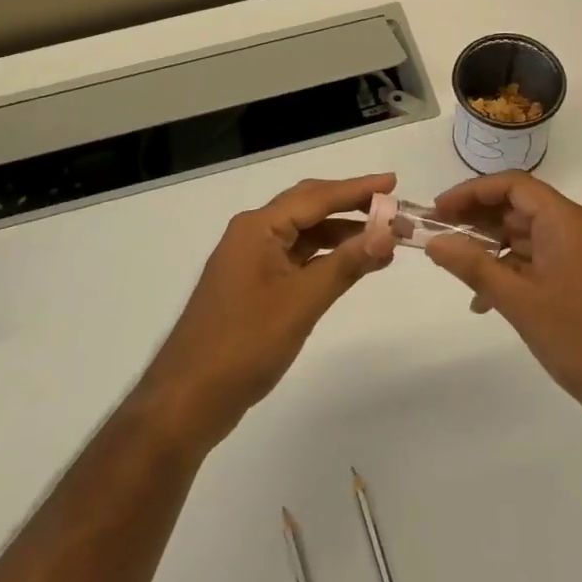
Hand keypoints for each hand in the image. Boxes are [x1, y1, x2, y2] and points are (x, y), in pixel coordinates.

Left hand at [137, 174, 397, 453]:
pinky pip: (295, 258)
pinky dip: (324, 257)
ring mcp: (250, 260)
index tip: (393, 182)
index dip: (357, 188)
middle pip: (308, 207)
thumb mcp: (301, 302)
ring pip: (303, 234)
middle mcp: (252, 234)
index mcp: (257, 227)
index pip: (316, 196)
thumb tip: (387, 234)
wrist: (187, 399)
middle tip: (392, 207)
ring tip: (381, 239)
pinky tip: (349, 265)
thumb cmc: (244, 344)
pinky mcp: (252, 286)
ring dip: (340, 234)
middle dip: (351, 206)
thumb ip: (345, 264)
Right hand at [425, 172, 581, 442]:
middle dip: (476, 219)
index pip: (512, 185)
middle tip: (439, 236)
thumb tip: (433, 242)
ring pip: (526, 236)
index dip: (471, 192)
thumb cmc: (579, 338)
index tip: (438, 210)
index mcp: (565, 221)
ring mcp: (581, 255)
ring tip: (456, 268)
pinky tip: (486, 301)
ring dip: (490, 248)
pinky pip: (538, 261)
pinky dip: (510, 271)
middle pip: (518, 207)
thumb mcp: (518, 301)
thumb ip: (473, 266)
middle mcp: (575, 229)